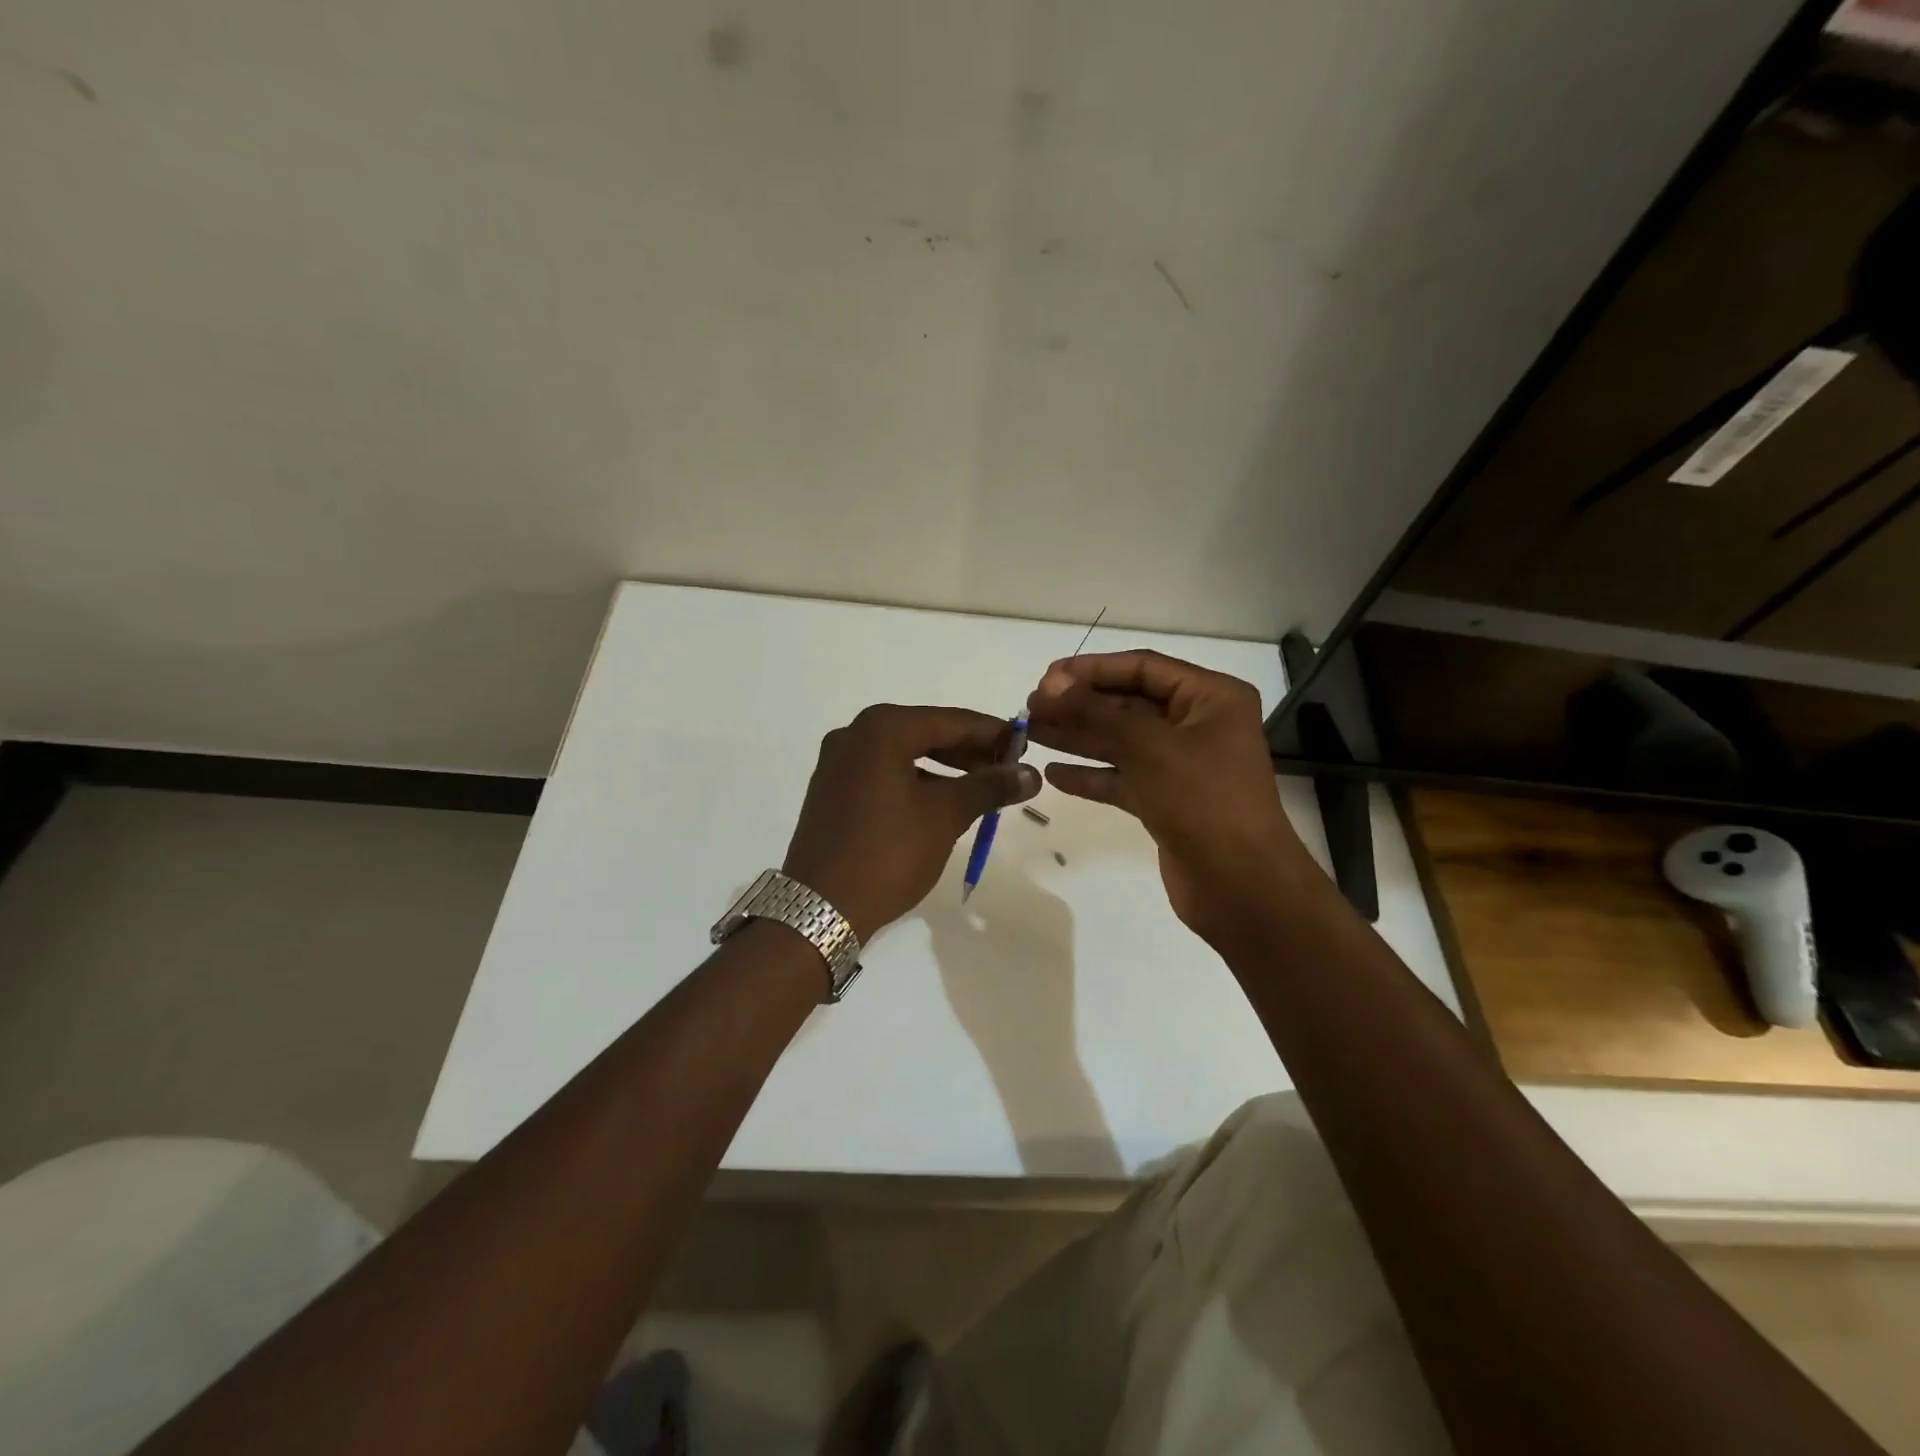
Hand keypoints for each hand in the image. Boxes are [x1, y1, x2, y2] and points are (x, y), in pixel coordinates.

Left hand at [783, 704, 1040, 940]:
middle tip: (1009, 768)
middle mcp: (855, 734)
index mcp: (882, 729)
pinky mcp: (833, 790)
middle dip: (970, 751)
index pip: (951, 721)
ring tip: (983, 788)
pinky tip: (943, 801)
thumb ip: (989, 787)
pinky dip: (917, 781)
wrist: (820, 908)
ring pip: (905, 754)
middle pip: (926, 733)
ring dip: (946, 768)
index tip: (1027, 746)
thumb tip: (1031, 773)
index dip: (993, 733)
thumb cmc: (888, 853)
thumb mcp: (945, 816)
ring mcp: (839, 763)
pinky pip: (885, 773)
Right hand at [1025, 650, 1309, 942]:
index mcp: (1210, 698)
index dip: (1092, 669)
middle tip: (1030, 708)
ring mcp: (1182, 766)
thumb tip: (1051, 685)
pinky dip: (1091, 775)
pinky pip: (1123, 778)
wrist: (1240, 886)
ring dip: (1077, 738)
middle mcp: (1198, 725)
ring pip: (1121, 742)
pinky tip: (1053, 775)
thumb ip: (1096, 712)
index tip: (1045, 678)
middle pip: (1128, 704)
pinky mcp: (1167, 801)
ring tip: (1030, 734)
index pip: (1143, 667)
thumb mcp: (1147, 746)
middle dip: (1079, 706)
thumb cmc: (1202, 800)